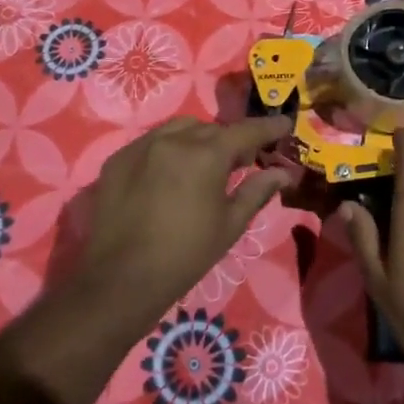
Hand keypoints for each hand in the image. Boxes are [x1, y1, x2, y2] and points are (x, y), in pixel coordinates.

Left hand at [81, 114, 294, 325]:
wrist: (121, 279)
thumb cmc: (186, 254)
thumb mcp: (230, 224)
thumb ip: (257, 191)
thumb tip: (283, 173)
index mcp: (207, 154)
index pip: (246, 131)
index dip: (268, 128)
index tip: (285, 125)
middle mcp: (174, 139)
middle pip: (211, 129)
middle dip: (230, 140)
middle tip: (241, 161)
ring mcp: (141, 146)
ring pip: (179, 129)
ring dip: (198, 139)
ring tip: (203, 164)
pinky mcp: (117, 159)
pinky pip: (150, 142)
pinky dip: (167, 150)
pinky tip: (169, 174)